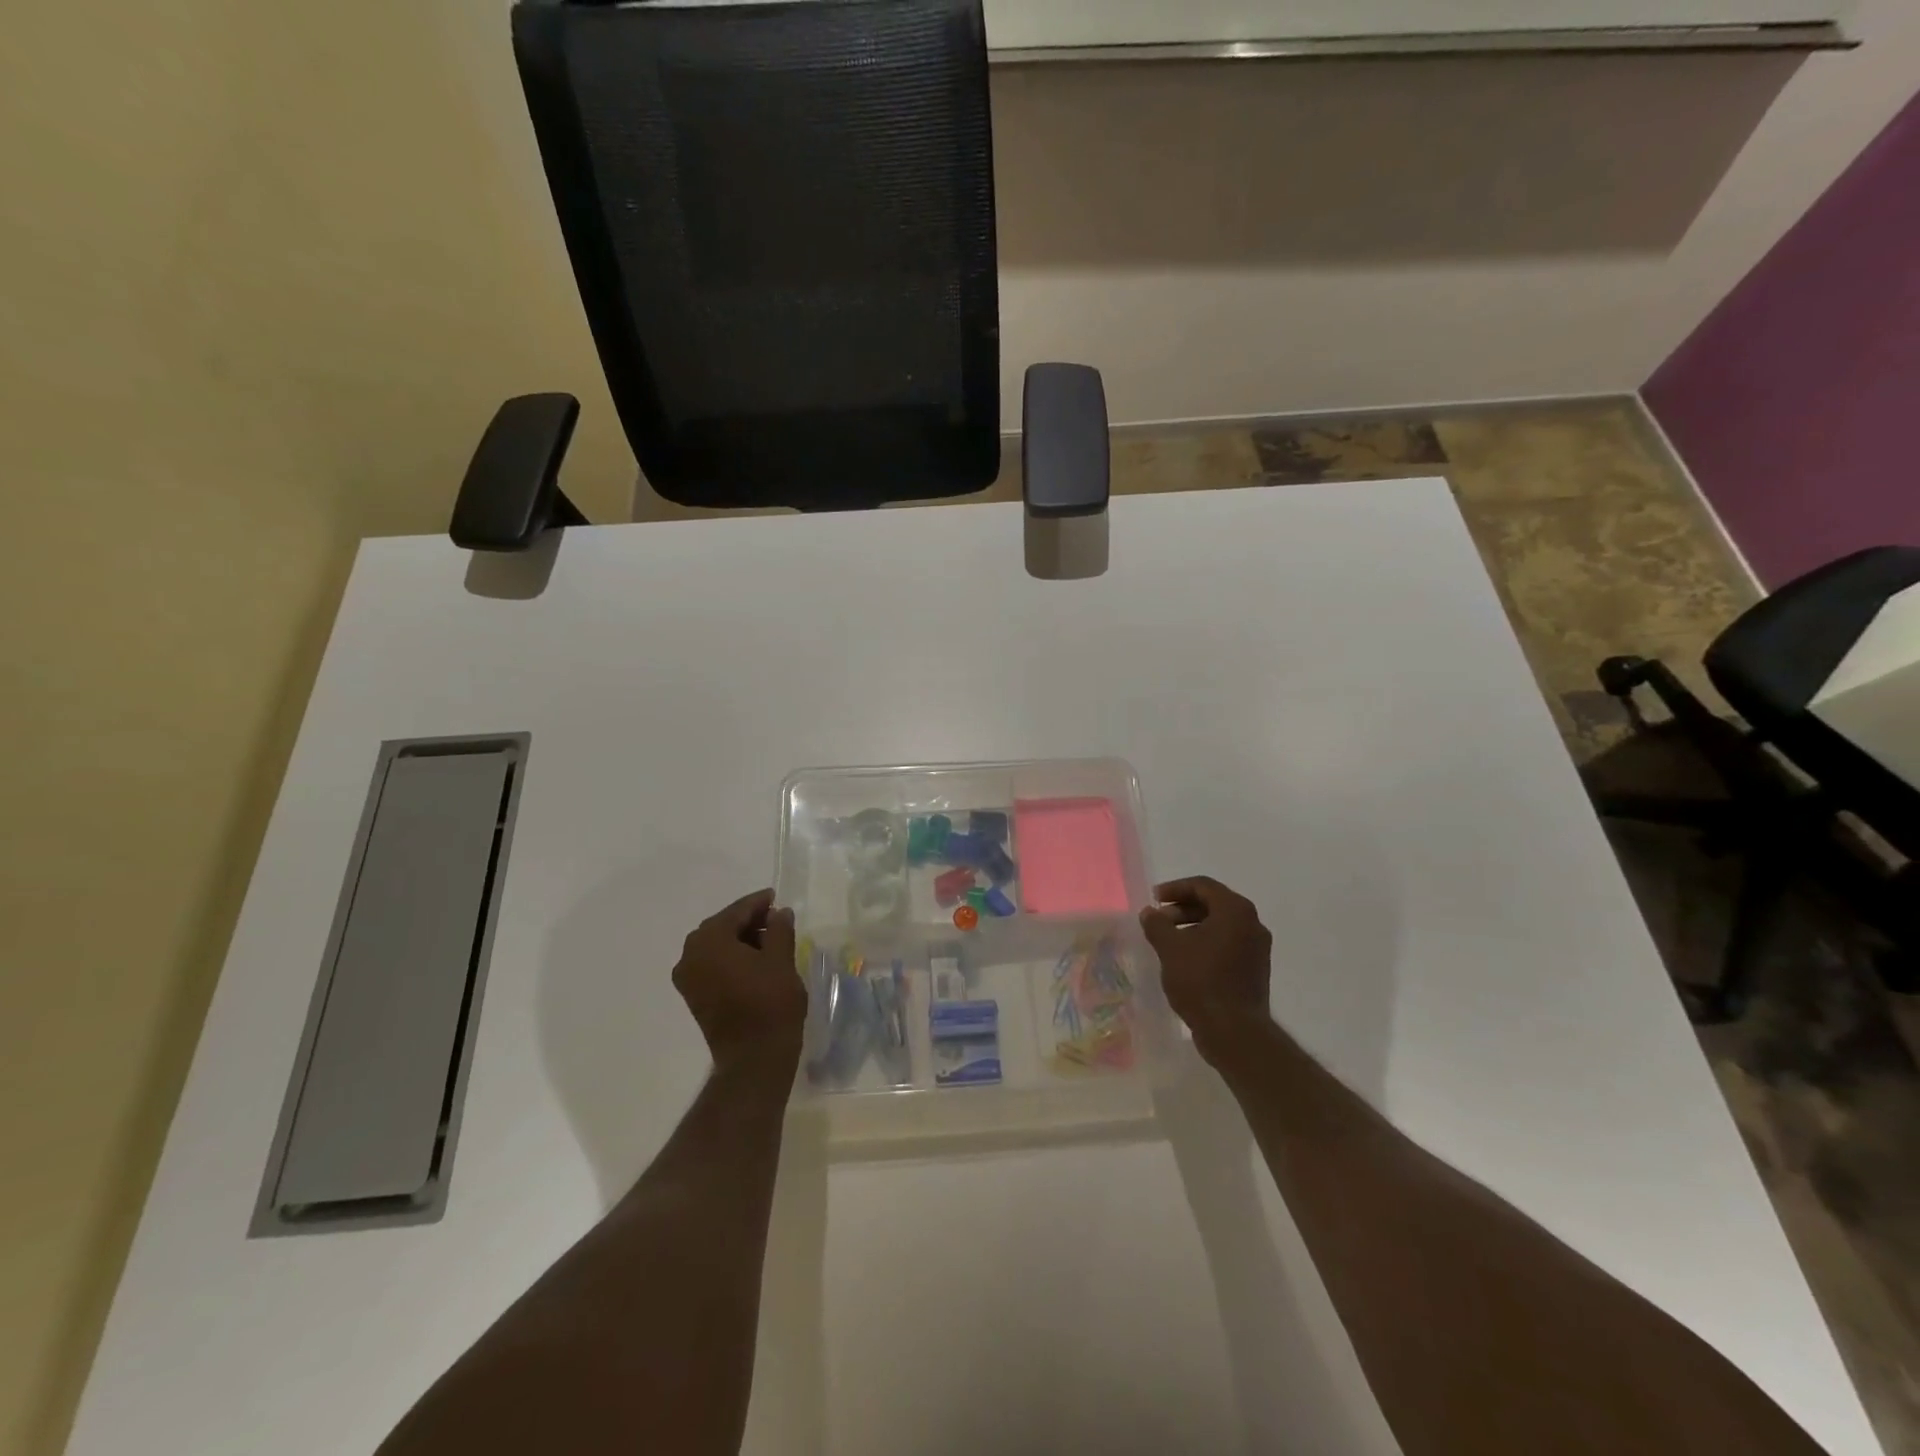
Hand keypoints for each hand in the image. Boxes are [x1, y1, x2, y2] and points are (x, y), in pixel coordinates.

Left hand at [672, 889, 806, 1068]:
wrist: (754, 1057)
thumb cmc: (770, 1003)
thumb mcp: (781, 960)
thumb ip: (779, 929)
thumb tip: (779, 913)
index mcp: (709, 941)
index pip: (736, 911)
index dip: (758, 903)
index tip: (776, 898)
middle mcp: (690, 955)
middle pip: (722, 927)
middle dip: (748, 921)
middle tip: (776, 919)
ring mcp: (689, 978)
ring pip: (716, 946)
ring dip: (740, 939)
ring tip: (770, 941)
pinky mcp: (694, 996)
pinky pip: (712, 964)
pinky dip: (731, 957)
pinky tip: (755, 961)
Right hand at [1140, 876, 1274, 1061]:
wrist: (1234, 1031)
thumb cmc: (1201, 981)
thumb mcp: (1170, 948)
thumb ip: (1157, 924)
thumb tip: (1150, 913)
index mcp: (1235, 911)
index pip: (1203, 885)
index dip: (1175, 888)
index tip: (1154, 900)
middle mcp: (1252, 924)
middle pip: (1214, 903)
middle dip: (1183, 908)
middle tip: (1159, 919)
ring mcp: (1257, 948)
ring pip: (1221, 925)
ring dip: (1193, 926)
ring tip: (1169, 940)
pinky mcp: (1255, 970)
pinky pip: (1227, 944)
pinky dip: (1206, 943)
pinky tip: (1186, 959)